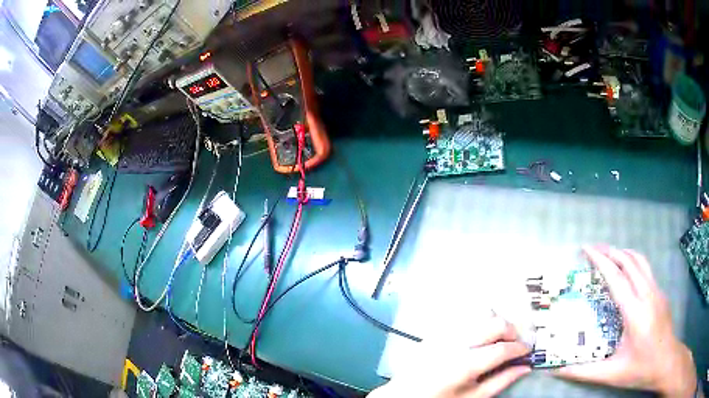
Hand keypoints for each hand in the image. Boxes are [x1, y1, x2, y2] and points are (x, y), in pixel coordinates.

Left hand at [368, 316, 530, 397]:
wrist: (405, 395)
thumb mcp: (472, 397)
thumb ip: (501, 381)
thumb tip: (525, 367)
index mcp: (465, 365)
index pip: (502, 349)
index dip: (519, 348)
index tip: (527, 351)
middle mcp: (455, 344)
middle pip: (495, 324)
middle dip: (511, 331)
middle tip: (514, 343)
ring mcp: (444, 334)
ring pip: (480, 314)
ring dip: (495, 323)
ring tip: (497, 339)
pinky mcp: (436, 330)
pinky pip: (464, 317)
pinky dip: (478, 322)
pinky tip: (478, 337)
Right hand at [555, 246, 696, 396]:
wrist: (666, 362)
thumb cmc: (640, 370)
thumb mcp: (611, 374)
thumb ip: (583, 372)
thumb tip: (557, 371)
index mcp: (635, 313)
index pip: (617, 279)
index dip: (601, 261)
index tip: (586, 249)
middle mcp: (648, 295)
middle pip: (629, 262)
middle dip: (610, 251)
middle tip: (593, 249)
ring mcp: (657, 291)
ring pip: (640, 261)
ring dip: (623, 253)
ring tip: (608, 254)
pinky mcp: (660, 293)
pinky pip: (646, 270)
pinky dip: (632, 263)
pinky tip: (626, 273)